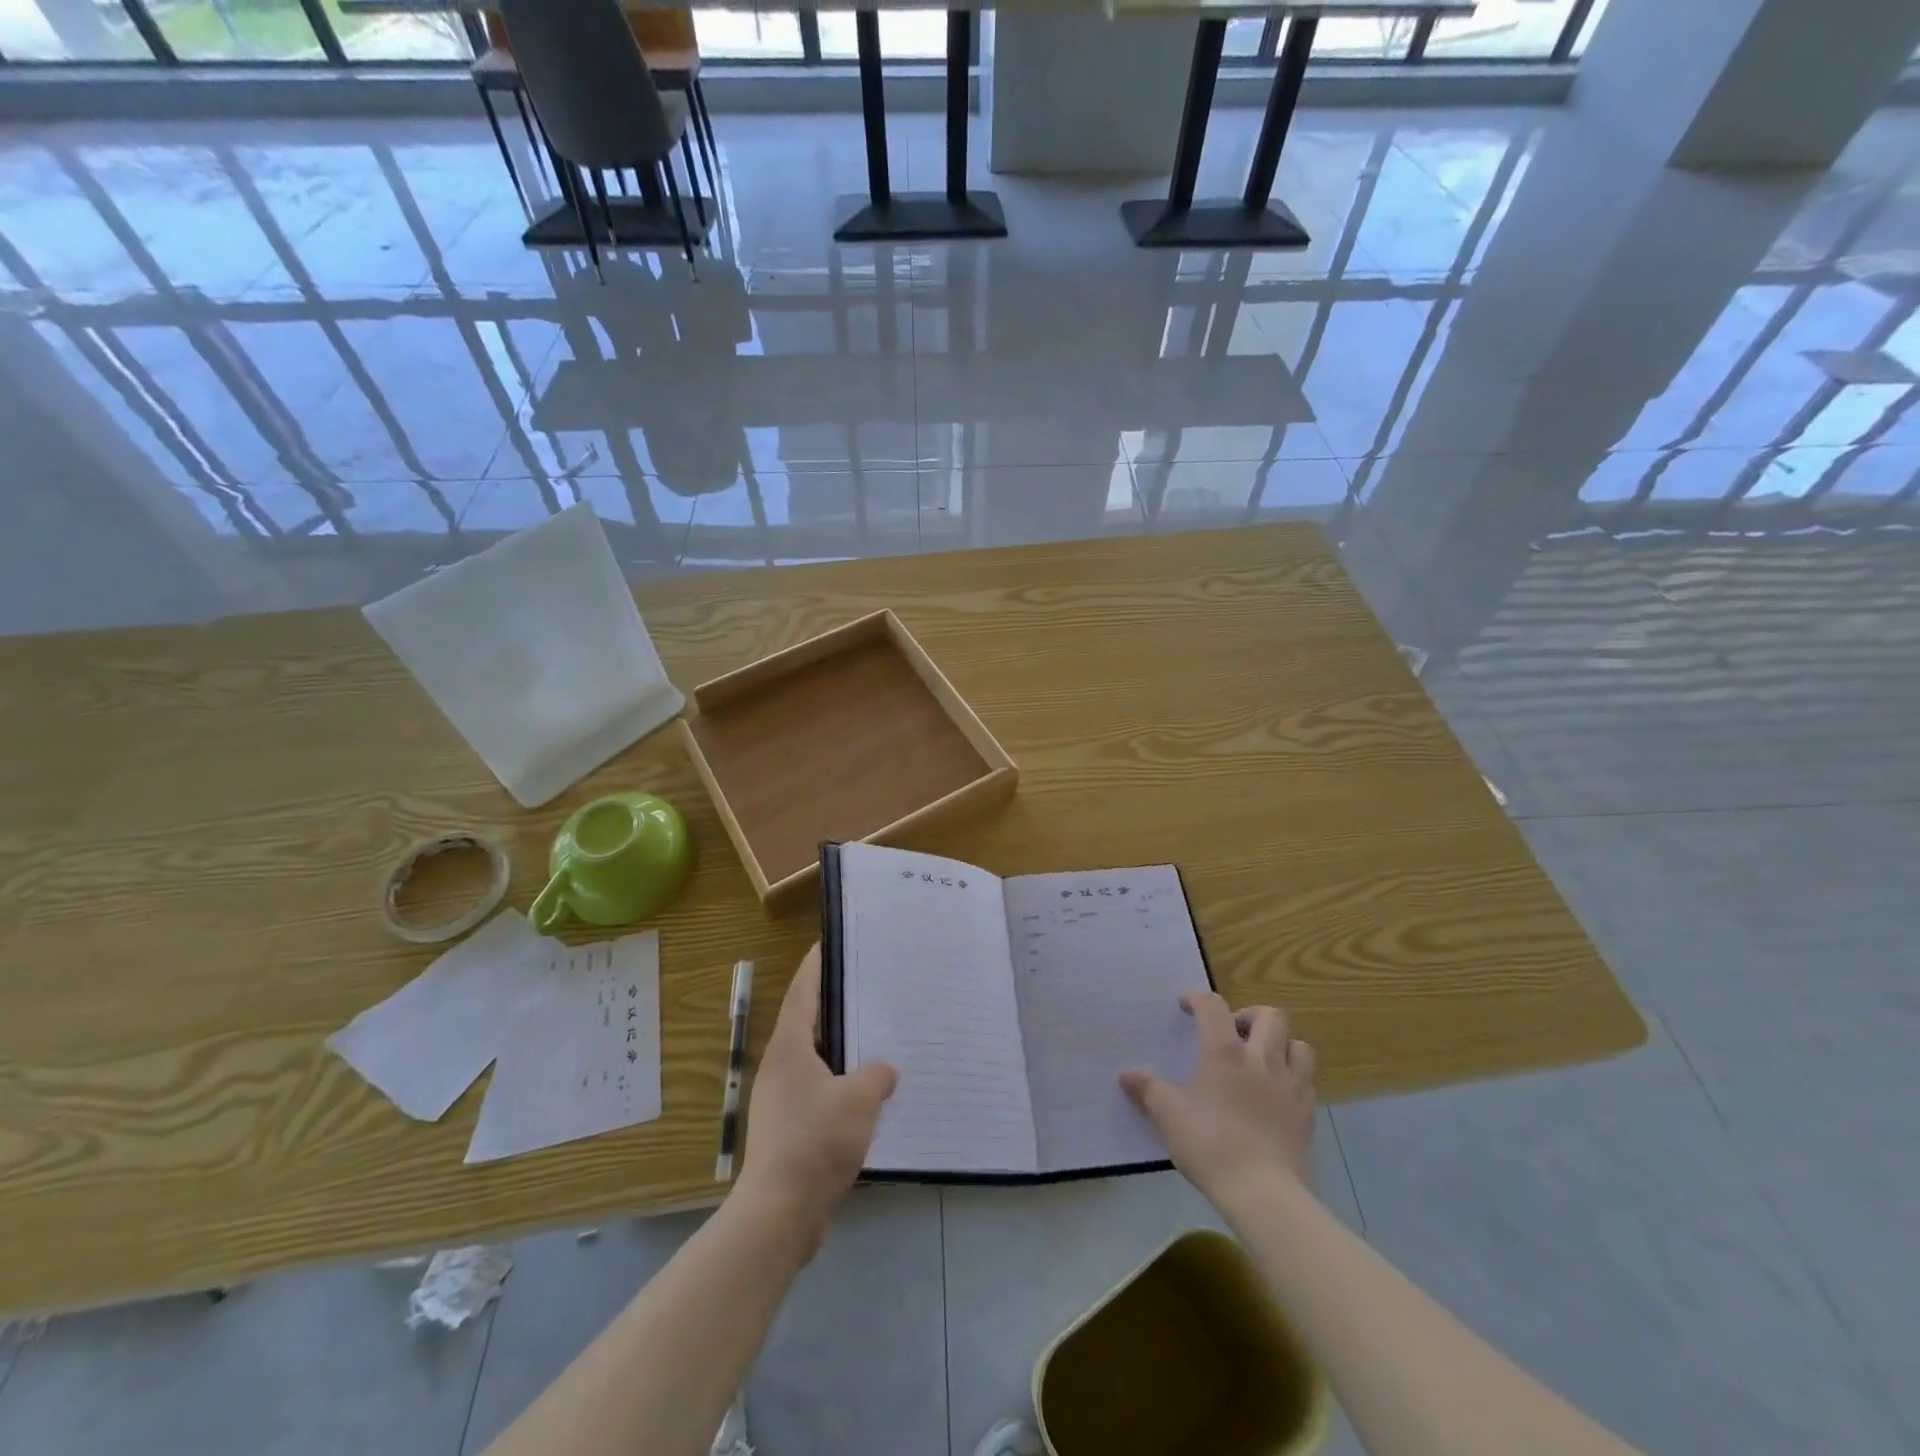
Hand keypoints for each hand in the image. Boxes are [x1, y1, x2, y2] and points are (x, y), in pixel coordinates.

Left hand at [736, 945, 896, 1251]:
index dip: (815, 965)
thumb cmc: (816, 1141)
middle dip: (836, 1005)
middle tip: (869, 988)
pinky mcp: (790, 1129)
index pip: (802, 991)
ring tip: (876, 1037)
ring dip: (842, 1048)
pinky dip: (842, 1083)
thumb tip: (885, 1070)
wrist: (780, 1213)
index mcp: (790, 1048)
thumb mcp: (859, 1101)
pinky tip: (870, 1092)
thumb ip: (876, 1076)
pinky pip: (820, 1091)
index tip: (829, 942)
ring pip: (816, 1060)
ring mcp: (782, 1100)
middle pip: (808, 1022)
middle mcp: (781, 1067)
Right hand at [1120, 993, 1315, 1205]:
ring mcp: (1290, 1084)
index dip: (1198, 998)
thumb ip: (1148, 1090)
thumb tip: (1126, 1076)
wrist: (1263, 1192)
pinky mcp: (1308, 1112)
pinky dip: (1293, 1075)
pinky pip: (1307, 1078)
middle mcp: (1262, 1058)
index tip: (1185, 1006)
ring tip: (1262, 1059)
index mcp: (1225, 1052)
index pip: (1213, 1006)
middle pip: (1269, 1016)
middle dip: (1250, 1016)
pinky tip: (1276, 1092)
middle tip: (1232, 1034)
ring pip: (1298, 1043)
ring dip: (1280, 1043)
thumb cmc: (1210, 1144)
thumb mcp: (1169, 1116)